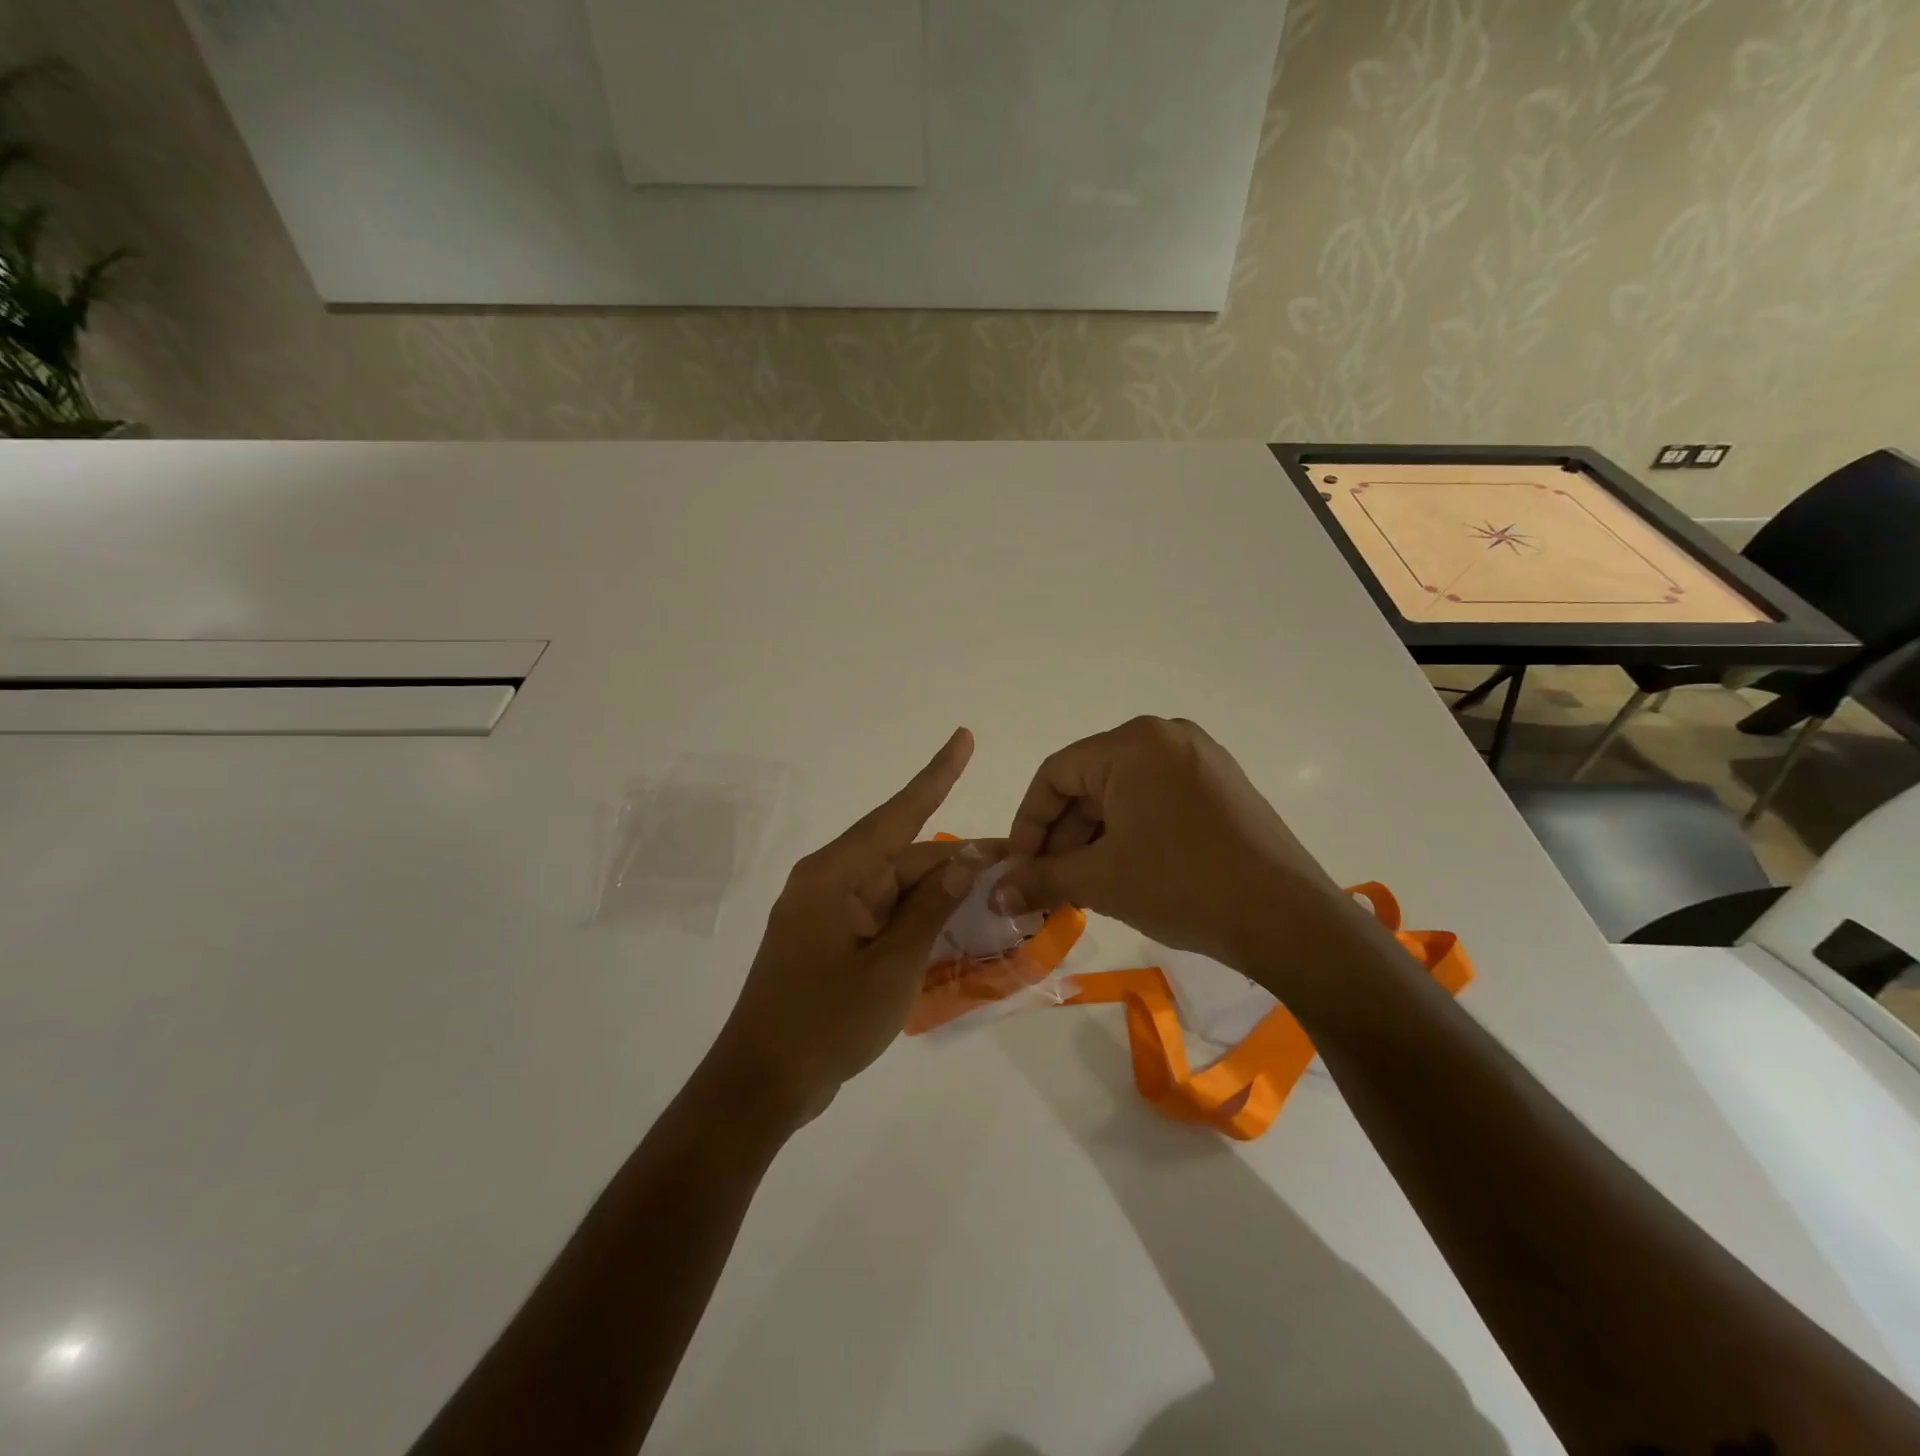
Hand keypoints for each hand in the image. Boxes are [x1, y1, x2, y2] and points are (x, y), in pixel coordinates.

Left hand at [710, 728, 994, 1125]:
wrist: (761, 1083)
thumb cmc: (827, 1021)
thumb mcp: (893, 966)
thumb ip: (930, 908)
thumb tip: (964, 860)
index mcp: (837, 874)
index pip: (899, 814)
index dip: (937, 775)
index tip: (963, 738)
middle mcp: (828, 880)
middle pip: (902, 857)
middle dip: (954, 861)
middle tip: (1011, 862)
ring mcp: (824, 910)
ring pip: (893, 887)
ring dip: (936, 893)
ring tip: (990, 894)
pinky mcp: (826, 938)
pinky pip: (879, 913)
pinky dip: (912, 917)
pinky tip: (948, 924)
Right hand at [996, 717, 1342, 975]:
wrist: (1287, 918)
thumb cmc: (1182, 885)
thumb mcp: (1101, 881)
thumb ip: (1040, 880)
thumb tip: (996, 896)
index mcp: (1132, 743)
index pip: (1055, 774)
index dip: (1028, 824)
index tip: (1018, 868)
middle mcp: (1165, 736)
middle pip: (1089, 782)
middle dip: (1062, 836)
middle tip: (1047, 884)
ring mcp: (1199, 758)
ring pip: (1122, 793)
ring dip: (1094, 838)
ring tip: (1082, 886)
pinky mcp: (1220, 785)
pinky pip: (1155, 800)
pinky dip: (1129, 833)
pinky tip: (1123, 873)